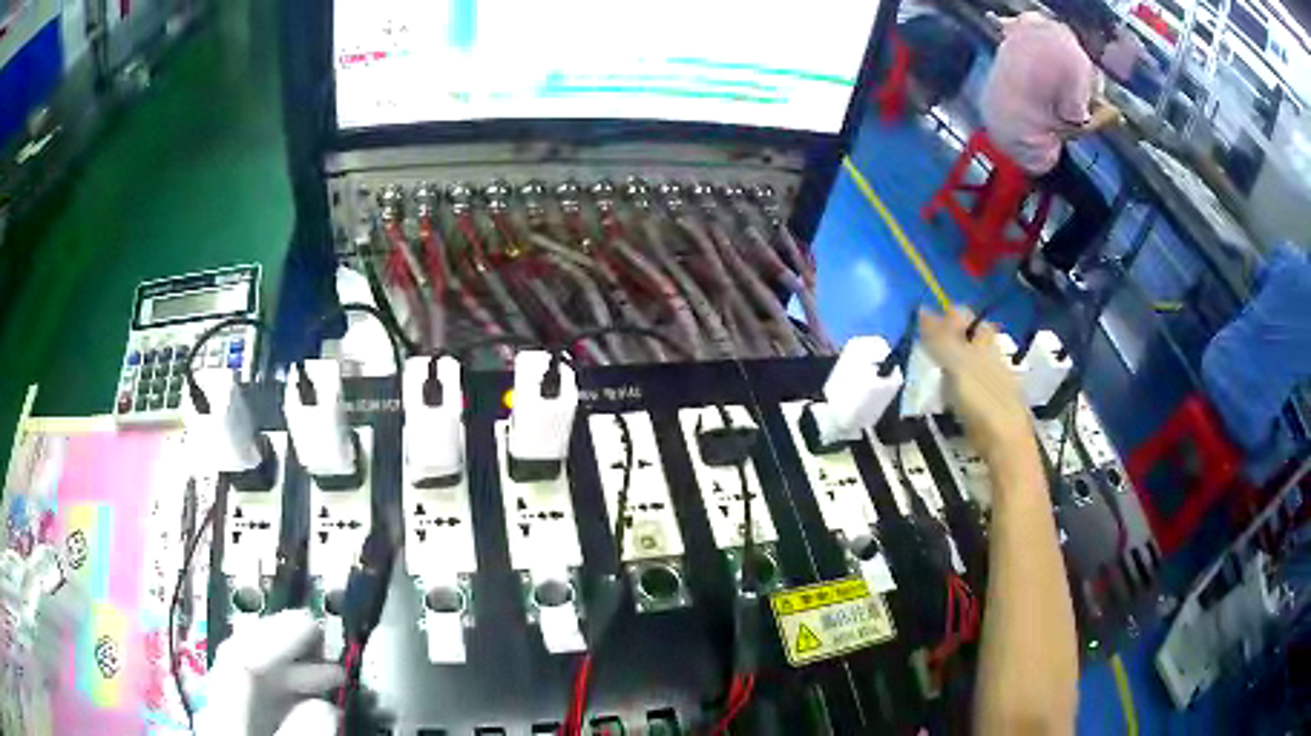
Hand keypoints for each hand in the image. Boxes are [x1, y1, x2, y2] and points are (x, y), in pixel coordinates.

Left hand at [195, 609, 343, 735]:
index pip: (241, 661)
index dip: (275, 636)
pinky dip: (292, 699)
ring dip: (295, 675)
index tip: (313, 625)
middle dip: (290, 653)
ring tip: (329, 675)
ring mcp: (231, 727)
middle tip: (328, 649)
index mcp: (223, 722)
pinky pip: (265, 707)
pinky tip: (313, 704)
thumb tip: (321, 705)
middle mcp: (222, 717)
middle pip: (245, 667)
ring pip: (256, 686)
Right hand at [917, 307, 1033, 461]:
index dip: (946, 317)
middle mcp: (990, 355)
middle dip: (947, 340)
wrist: (1005, 441)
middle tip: (925, 351)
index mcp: (984, 341)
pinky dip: (955, 385)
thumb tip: (921, 308)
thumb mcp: (956, 363)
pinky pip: (968, 384)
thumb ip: (939, 338)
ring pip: (968, 360)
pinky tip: (946, 396)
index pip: (965, 315)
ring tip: (931, 375)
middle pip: (967, 337)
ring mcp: (991, 379)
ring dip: (950, 363)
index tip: (925, 330)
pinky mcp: (988, 402)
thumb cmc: (981, 399)